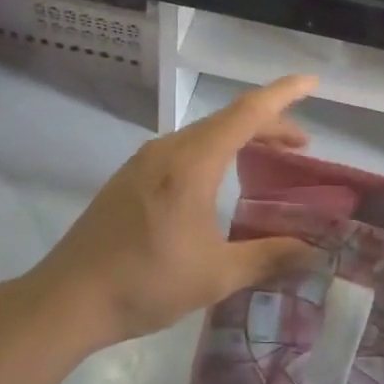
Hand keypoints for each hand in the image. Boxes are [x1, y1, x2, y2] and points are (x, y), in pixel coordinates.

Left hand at [24, 76, 325, 348]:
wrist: (67, 300)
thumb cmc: (146, 283)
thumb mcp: (217, 275)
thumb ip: (269, 257)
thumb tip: (315, 253)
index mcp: (192, 163)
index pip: (247, 113)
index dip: (283, 95)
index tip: (312, 83)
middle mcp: (167, 150)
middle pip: (227, 120)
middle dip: (268, 125)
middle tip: (300, 146)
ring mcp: (143, 162)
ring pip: (203, 135)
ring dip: (239, 139)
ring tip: (267, 161)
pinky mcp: (129, 178)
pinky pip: (183, 150)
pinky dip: (214, 153)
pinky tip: (219, 182)